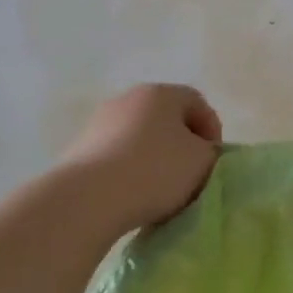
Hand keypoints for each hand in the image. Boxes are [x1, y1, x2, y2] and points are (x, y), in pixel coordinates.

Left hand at [58, 84, 222, 236]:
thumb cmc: (154, 171)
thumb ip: (210, 152)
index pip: (197, 102)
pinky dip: (129, 172)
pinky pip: (116, 157)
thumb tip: (199, 152)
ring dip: (154, 159)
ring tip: (161, 192)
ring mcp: (99, 123)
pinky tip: (132, 196)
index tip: (213, 161)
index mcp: (161, 93)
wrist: (87, 199)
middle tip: (191, 175)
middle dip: (182, 145)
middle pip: (166, 119)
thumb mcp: (202, 161)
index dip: (212, 130)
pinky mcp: (79, 149)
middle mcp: (128, 99)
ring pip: (139, 138)